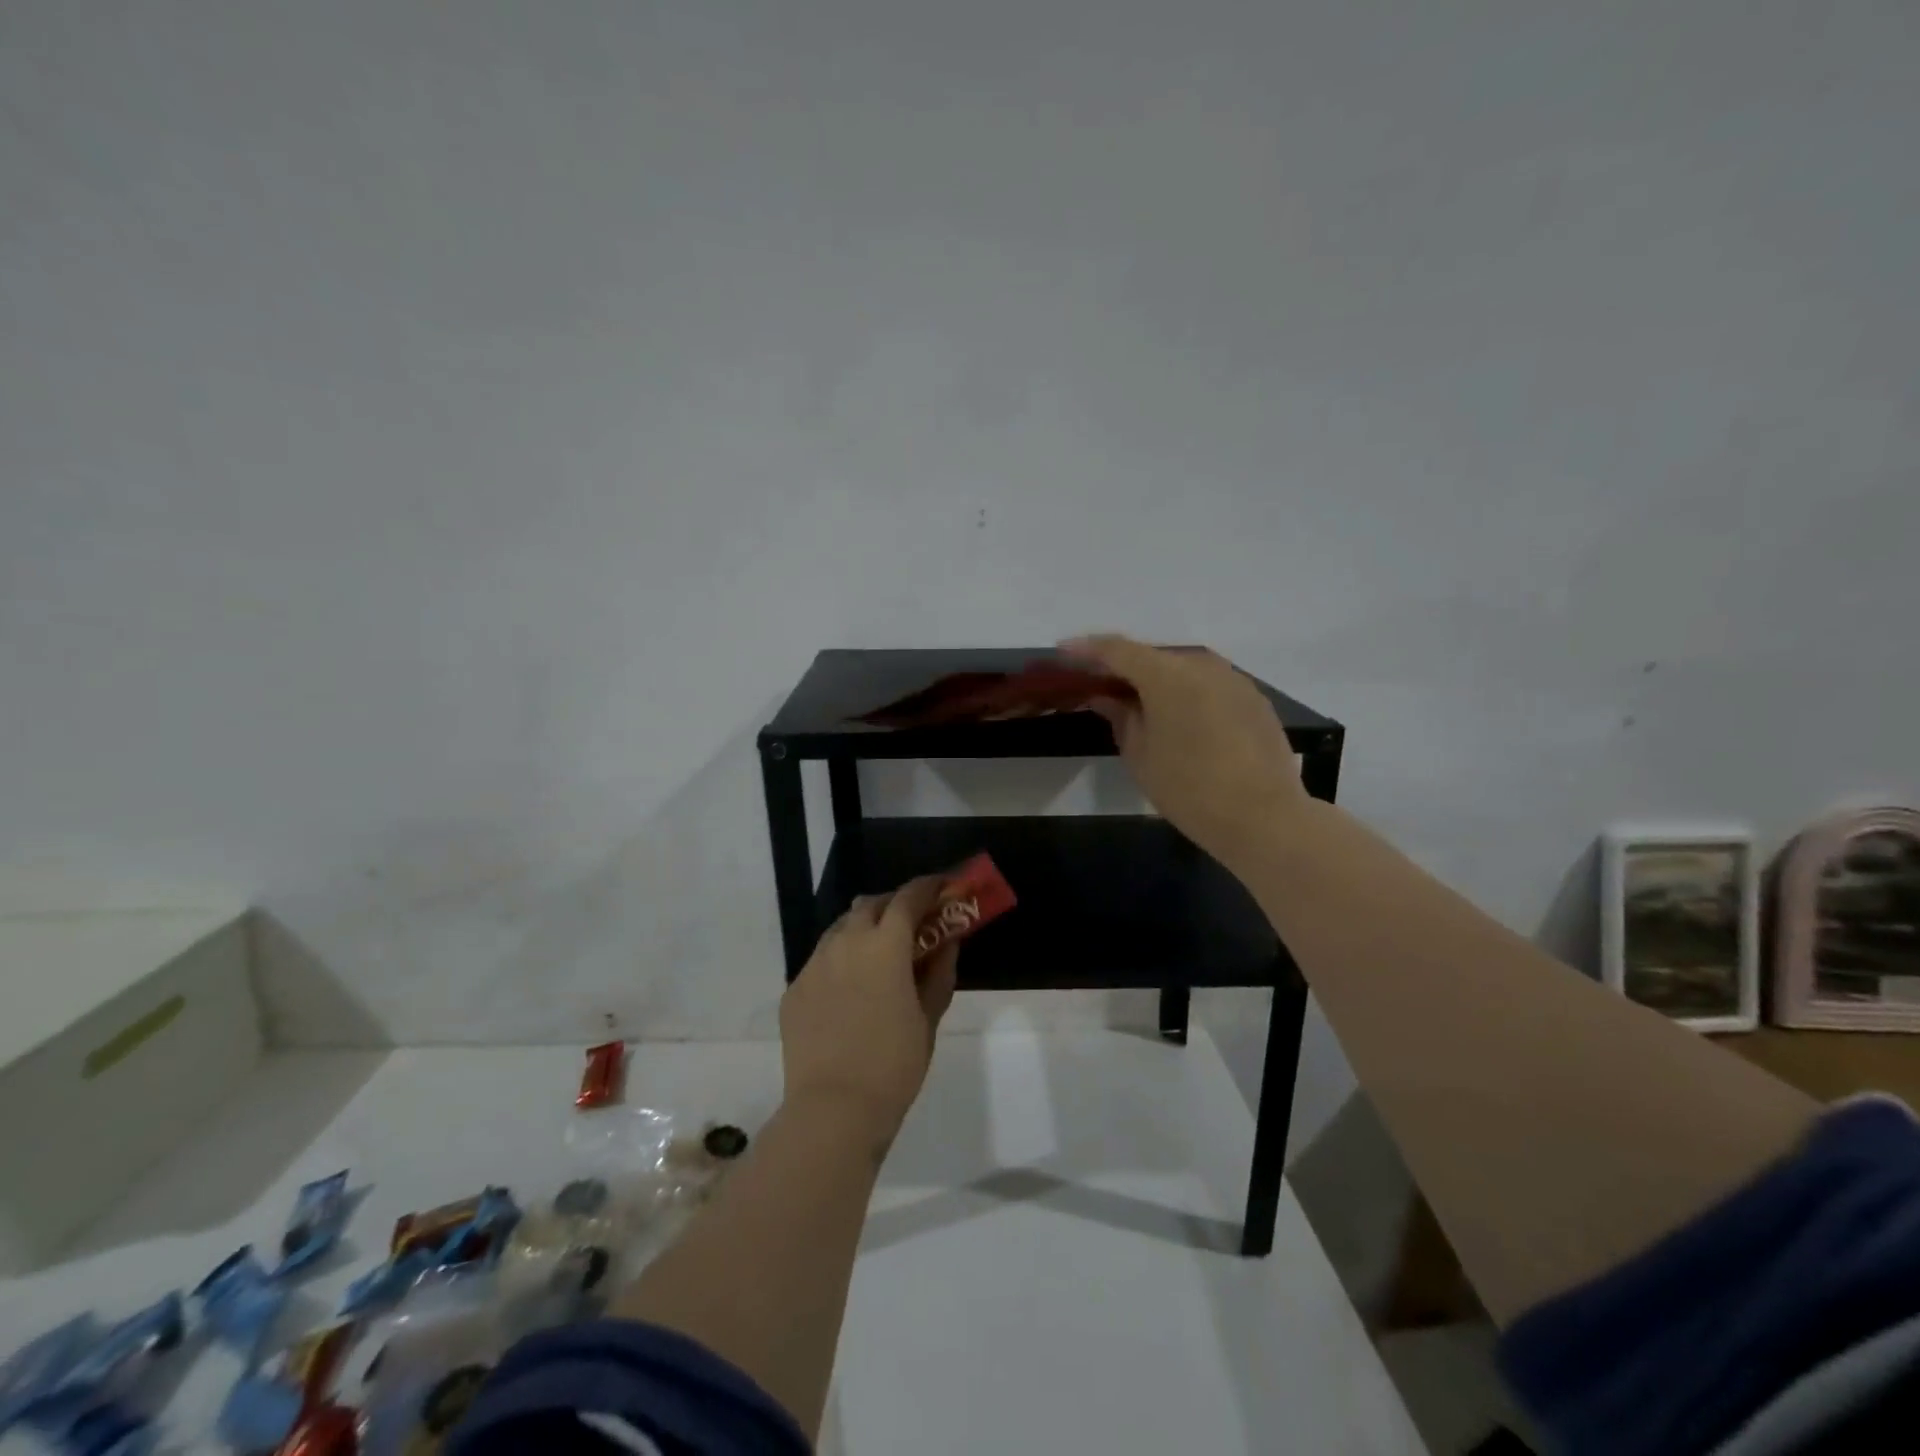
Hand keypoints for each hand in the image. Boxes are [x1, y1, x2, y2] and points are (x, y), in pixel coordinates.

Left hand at [779, 877, 958, 1149]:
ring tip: (879, 952)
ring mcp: (814, 965)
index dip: (927, 887)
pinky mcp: (795, 989)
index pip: (907, 898)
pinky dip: (841, 959)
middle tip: (912, 922)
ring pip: (841, 928)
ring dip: (864, 928)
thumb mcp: (928, 1017)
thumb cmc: (894, 1064)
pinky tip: (851, 987)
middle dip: (893, 904)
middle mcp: (845, 943)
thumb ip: (939, 972)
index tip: (941, 887)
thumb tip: (948, 943)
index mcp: (883, 945)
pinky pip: (822, 959)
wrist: (834, 1110)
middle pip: (870, 905)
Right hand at [1062, 635, 1307, 865]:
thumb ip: (1120, 716)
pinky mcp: (1253, 698)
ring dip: (1155, 678)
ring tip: (1134, 698)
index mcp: (1168, 674)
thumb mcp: (1140, 755)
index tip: (1063, 652)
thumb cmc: (1189, 788)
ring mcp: (1233, 679)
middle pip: (1152, 655)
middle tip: (1097, 681)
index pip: (1118, 649)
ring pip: (1182, 668)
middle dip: (1122, 665)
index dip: (1086, 649)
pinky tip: (1175, 714)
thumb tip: (1107, 697)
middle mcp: (1202, 665)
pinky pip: (1207, 684)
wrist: (1264, 817)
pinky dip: (1184, 691)